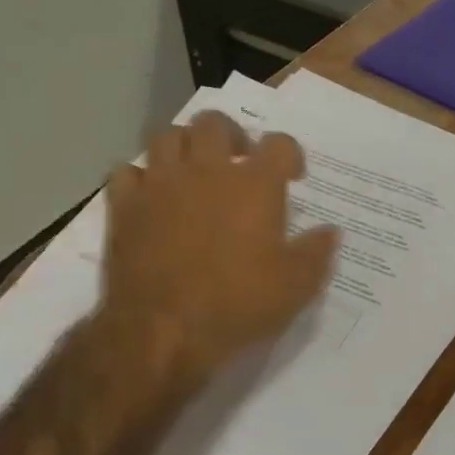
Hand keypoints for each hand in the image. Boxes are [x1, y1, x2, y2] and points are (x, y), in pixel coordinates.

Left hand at [87, 111, 339, 391]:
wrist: (162, 331)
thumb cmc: (238, 305)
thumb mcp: (296, 287)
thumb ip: (317, 253)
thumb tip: (330, 231)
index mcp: (255, 186)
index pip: (279, 143)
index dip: (289, 154)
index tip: (292, 176)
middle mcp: (206, 171)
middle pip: (215, 123)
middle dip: (232, 136)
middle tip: (239, 162)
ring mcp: (160, 185)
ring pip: (168, 136)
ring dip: (185, 147)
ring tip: (195, 171)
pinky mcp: (124, 207)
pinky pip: (128, 172)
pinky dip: (142, 178)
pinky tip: (153, 197)